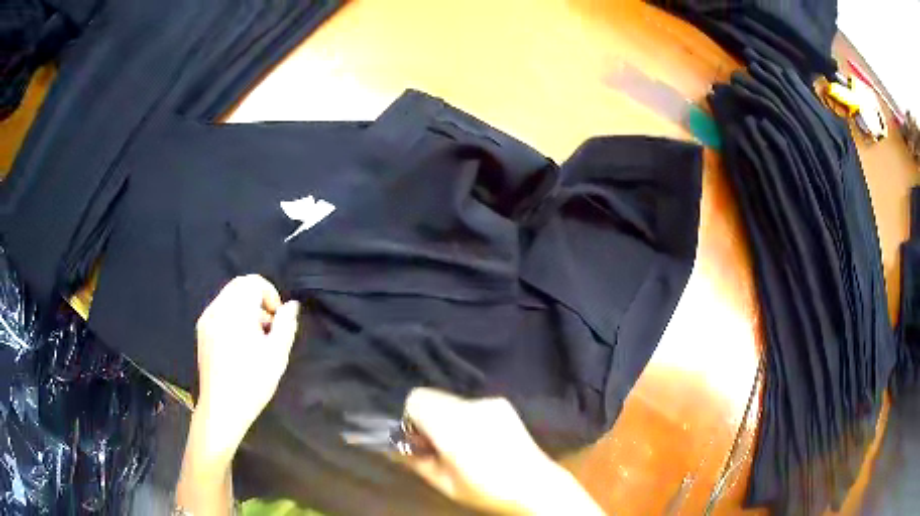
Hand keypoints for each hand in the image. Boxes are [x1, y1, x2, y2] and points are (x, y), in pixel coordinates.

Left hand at [194, 274, 299, 448]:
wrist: (221, 408)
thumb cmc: (252, 382)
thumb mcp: (277, 355)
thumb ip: (286, 325)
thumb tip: (291, 305)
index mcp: (235, 312)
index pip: (253, 282)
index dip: (270, 294)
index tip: (276, 319)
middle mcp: (217, 309)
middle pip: (239, 285)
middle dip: (257, 299)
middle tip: (268, 327)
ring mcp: (206, 319)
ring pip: (228, 297)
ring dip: (245, 307)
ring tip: (255, 338)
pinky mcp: (201, 331)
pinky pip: (219, 310)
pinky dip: (233, 315)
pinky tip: (239, 343)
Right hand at [402, 388, 604, 515]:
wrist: (536, 486)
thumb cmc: (485, 490)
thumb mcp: (443, 482)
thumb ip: (412, 460)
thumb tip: (387, 446)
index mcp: (454, 425)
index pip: (416, 398)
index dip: (410, 417)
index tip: (417, 440)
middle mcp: (472, 405)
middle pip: (432, 396)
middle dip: (426, 417)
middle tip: (436, 445)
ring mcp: (491, 402)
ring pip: (451, 400)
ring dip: (446, 417)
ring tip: (460, 444)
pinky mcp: (502, 404)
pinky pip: (471, 404)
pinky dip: (466, 416)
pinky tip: (480, 438)